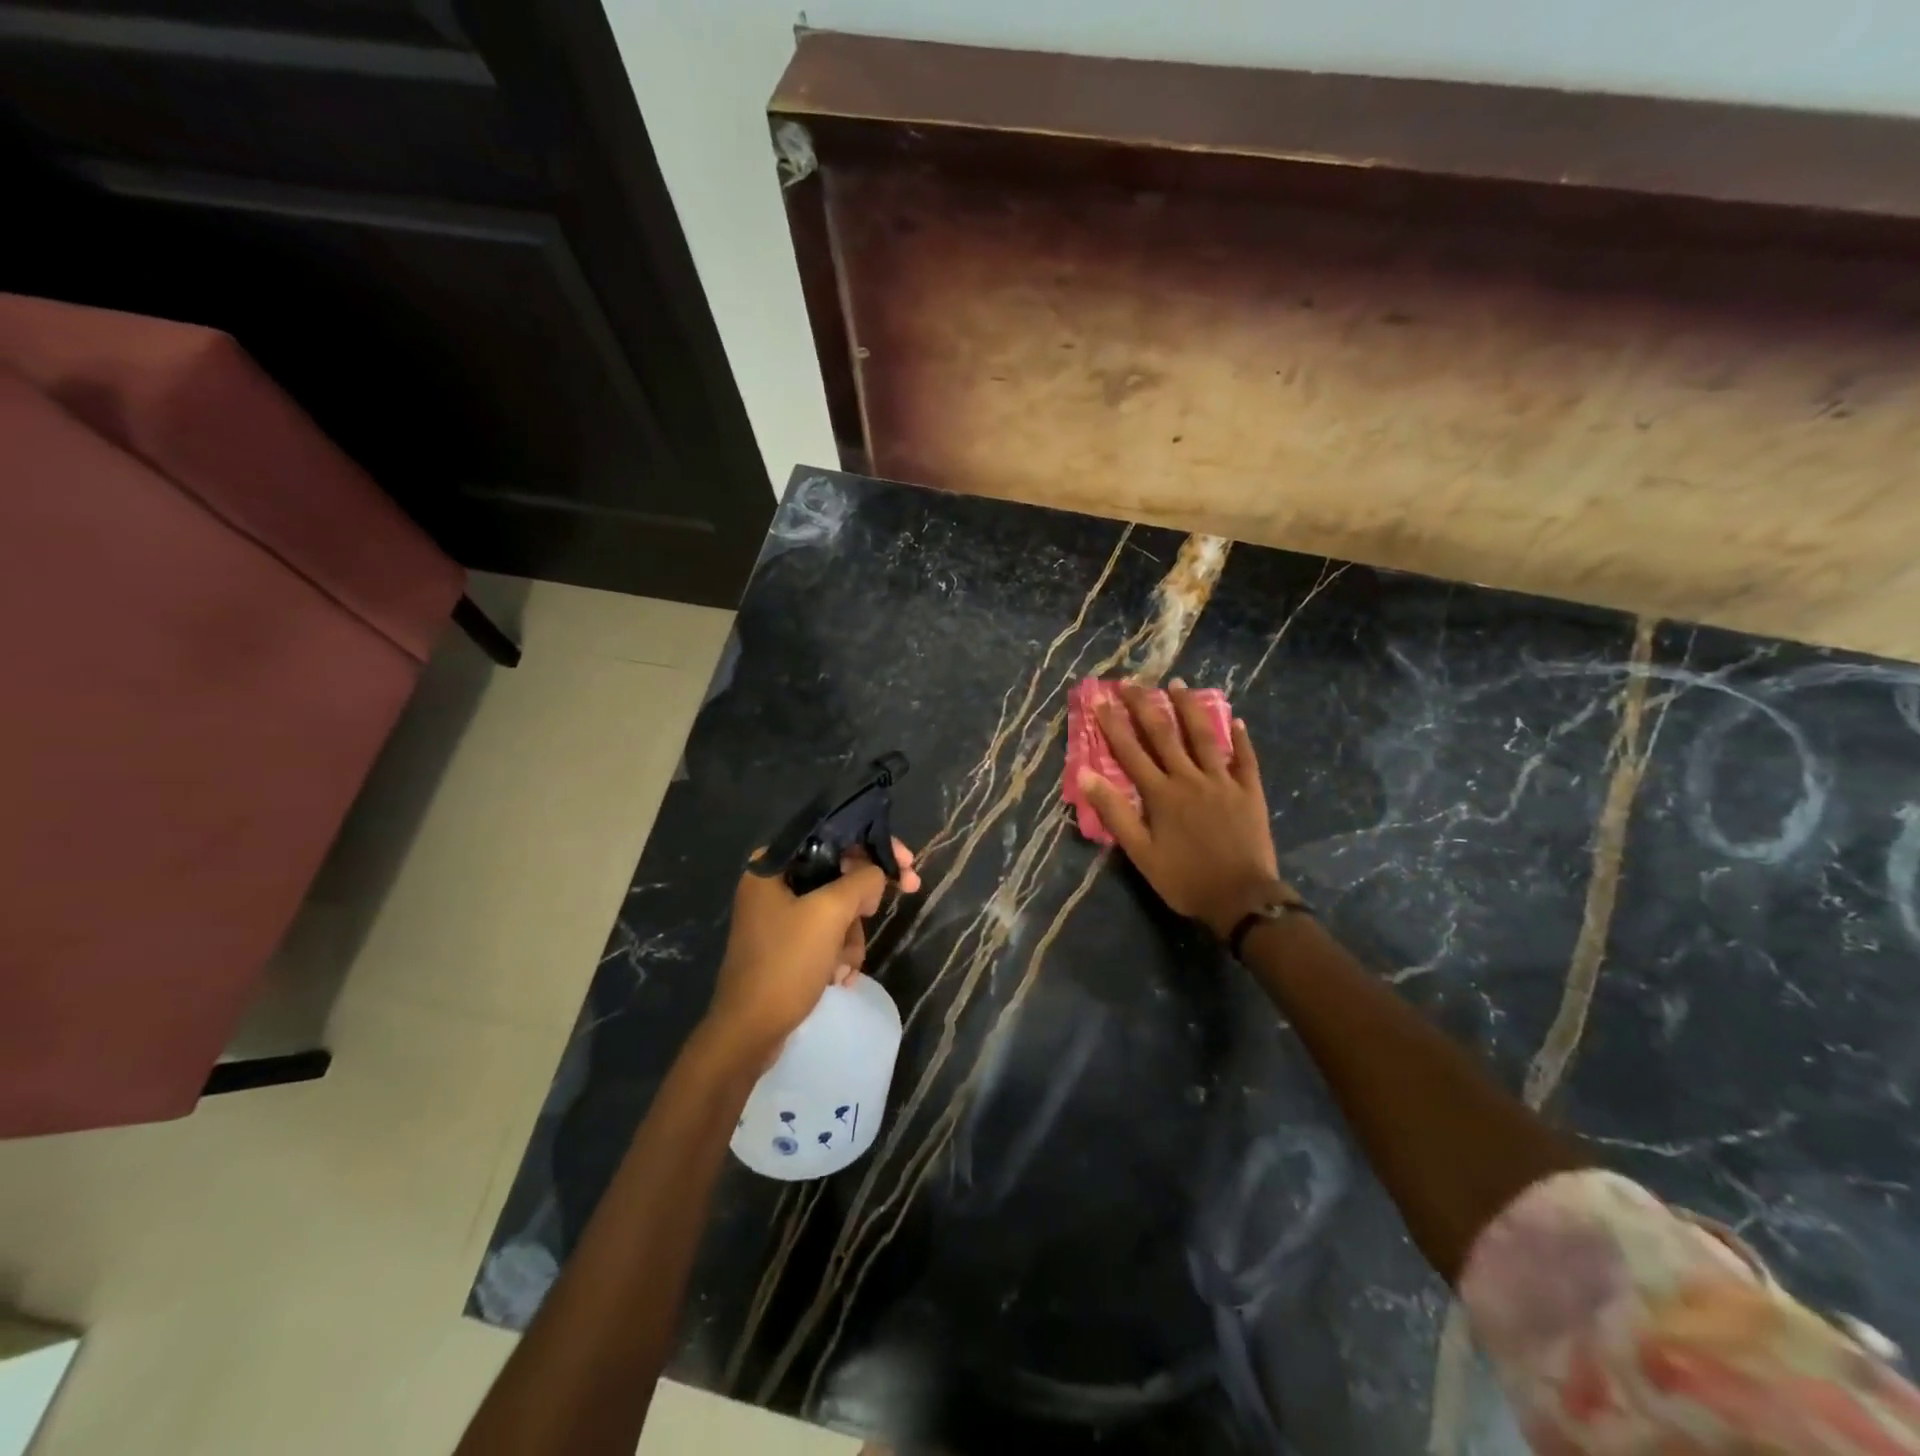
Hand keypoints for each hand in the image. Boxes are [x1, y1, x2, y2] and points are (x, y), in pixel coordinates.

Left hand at [703, 840, 921, 1065]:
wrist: (749, 1033)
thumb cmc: (785, 964)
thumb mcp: (830, 914)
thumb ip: (861, 881)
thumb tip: (878, 874)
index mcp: (772, 865)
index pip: (833, 836)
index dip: (874, 847)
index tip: (907, 864)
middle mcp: (773, 885)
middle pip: (838, 875)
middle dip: (861, 904)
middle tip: (879, 913)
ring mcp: (779, 918)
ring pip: (837, 909)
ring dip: (850, 938)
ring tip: (843, 966)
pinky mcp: (786, 947)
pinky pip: (826, 936)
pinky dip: (838, 954)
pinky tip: (838, 978)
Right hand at [1077, 680, 1289, 937]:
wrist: (1240, 898)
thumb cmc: (1184, 878)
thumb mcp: (1140, 852)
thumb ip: (1114, 812)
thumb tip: (1086, 774)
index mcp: (1161, 794)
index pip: (1130, 751)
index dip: (1112, 724)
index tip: (1099, 697)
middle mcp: (1189, 778)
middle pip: (1164, 735)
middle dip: (1145, 706)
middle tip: (1133, 681)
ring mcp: (1223, 781)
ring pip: (1204, 736)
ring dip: (1189, 708)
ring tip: (1178, 684)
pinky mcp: (1249, 791)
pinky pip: (1245, 758)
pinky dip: (1240, 738)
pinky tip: (1236, 719)